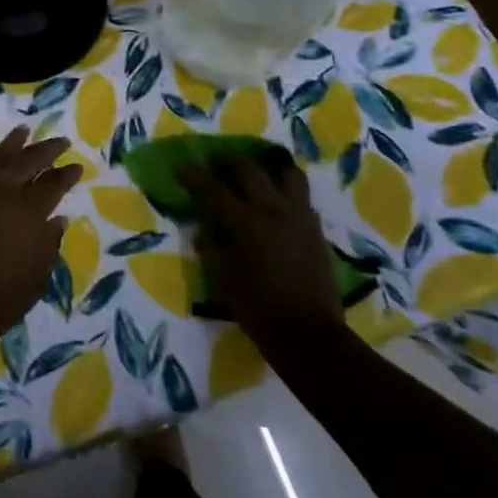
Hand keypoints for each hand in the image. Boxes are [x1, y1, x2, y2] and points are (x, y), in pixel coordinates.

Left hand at [0, 127, 80, 356]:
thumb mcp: (36, 279)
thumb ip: (48, 246)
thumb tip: (57, 221)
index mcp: (29, 212)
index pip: (53, 185)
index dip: (66, 174)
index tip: (77, 166)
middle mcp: (4, 193)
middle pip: (28, 162)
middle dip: (46, 150)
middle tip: (61, 141)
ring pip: (0, 158)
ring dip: (15, 143)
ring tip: (26, 130)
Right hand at [185, 153, 344, 337]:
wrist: (309, 335)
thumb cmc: (258, 309)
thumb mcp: (223, 277)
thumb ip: (214, 245)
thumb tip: (208, 226)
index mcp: (245, 223)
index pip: (213, 189)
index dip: (194, 176)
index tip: (181, 167)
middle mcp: (273, 211)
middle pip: (250, 169)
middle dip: (230, 162)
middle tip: (218, 164)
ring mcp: (299, 217)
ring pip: (288, 174)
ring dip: (270, 168)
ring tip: (259, 174)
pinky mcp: (316, 230)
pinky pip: (302, 198)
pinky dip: (287, 193)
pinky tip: (279, 204)